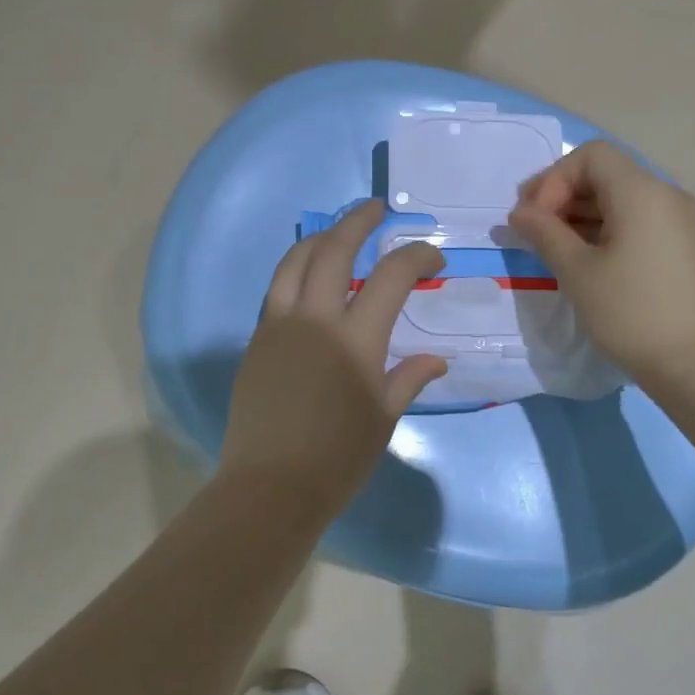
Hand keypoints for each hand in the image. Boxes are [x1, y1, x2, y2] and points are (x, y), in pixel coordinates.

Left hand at [218, 200, 447, 513]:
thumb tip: (436, 360)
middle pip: (335, 250)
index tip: (433, 256)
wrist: (271, 485)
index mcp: (355, 339)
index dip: (417, 256)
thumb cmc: (338, 458)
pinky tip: (310, 279)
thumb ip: (408, 378)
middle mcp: (315, 319)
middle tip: (377, 209)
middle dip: (358, 222)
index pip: (392, 277)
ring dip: (320, 238)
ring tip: (338, 232)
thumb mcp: (383, 418)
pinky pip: (277, 290)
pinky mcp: (257, 340)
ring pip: (295, 262)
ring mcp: (279, 326)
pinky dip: (297, 270)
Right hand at [510, 141, 694, 382]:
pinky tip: (588, 260)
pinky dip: (607, 230)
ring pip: (622, 199)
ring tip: (554, 248)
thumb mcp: (577, 272)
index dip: (553, 179)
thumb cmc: (631, 313)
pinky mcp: (686, 247)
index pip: (590, 156)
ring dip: (582, 215)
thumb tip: (520, 213)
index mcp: (641, 191)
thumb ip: (544, 233)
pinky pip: (639, 221)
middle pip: (606, 174)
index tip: (534, 219)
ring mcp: (681, 221)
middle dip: (563, 196)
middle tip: (532, 231)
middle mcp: (666, 195)